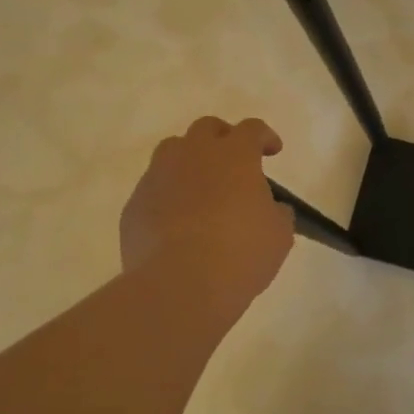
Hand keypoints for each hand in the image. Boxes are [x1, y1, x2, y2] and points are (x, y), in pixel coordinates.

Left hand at [120, 117, 294, 318]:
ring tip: (200, 187)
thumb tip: (270, 208)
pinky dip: (168, 195)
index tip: (273, 151)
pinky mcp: (135, 205)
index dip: (264, 137)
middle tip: (234, 161)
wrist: (180, 284)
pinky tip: (177, 222)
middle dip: (223, 138)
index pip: (251, 129)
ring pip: (172, 151)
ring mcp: (158, 177)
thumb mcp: (278, 234)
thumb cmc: (241, 253)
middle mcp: (193, 155)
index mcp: (234, 155)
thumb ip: (276, 212)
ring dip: (189, 161)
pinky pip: (153, 189)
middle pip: (206, 128)